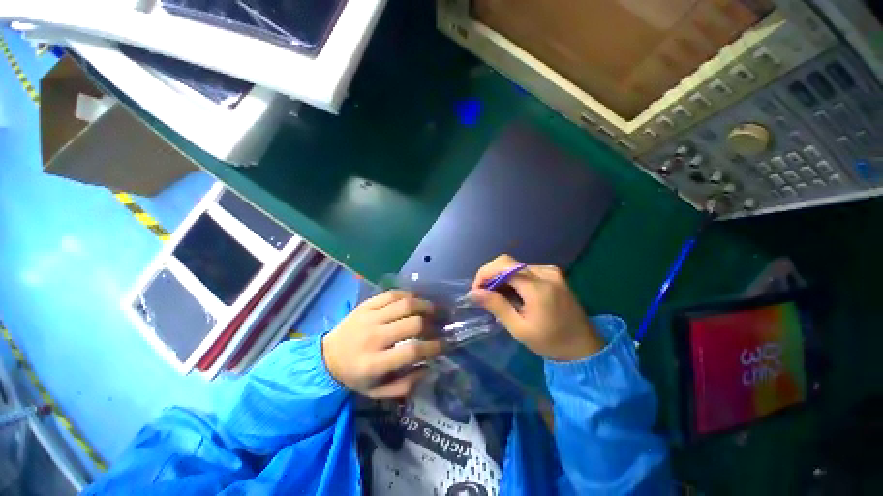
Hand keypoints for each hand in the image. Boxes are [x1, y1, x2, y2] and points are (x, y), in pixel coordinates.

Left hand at [322, 290, 443, 397]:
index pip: (412, 350)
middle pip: (411, 323)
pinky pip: (392, 294)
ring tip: (432, 309)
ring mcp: (368, 317)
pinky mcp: (366, 305)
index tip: (444, 344)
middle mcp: (373, 337)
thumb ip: (405, 385)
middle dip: (432, 323)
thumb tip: (429, 367)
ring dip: (424, 305)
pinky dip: (408, 295)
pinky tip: (415, 300)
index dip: (433, 346)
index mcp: (374, 363)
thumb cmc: (355, 376)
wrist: (326, 357)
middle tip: (440, 324)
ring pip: (404, 304)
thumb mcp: (378, 392)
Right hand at [471, 255, 603, 361]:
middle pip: (508, 263)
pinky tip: (514, 294)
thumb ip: (496, 306)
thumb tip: (473, 292)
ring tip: (499, 297)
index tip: (477, 290)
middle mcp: (545, 272)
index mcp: (538, 287)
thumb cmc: (550, 342)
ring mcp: (551, 271)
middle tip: (485, 294)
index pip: (503, 266)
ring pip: (516, 266)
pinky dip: (514, 279)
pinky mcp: (554, 274)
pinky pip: (526, 270)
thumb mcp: (519, 328)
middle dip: (491, 275)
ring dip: (502, 278)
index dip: (485, 273)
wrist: (584, 346)